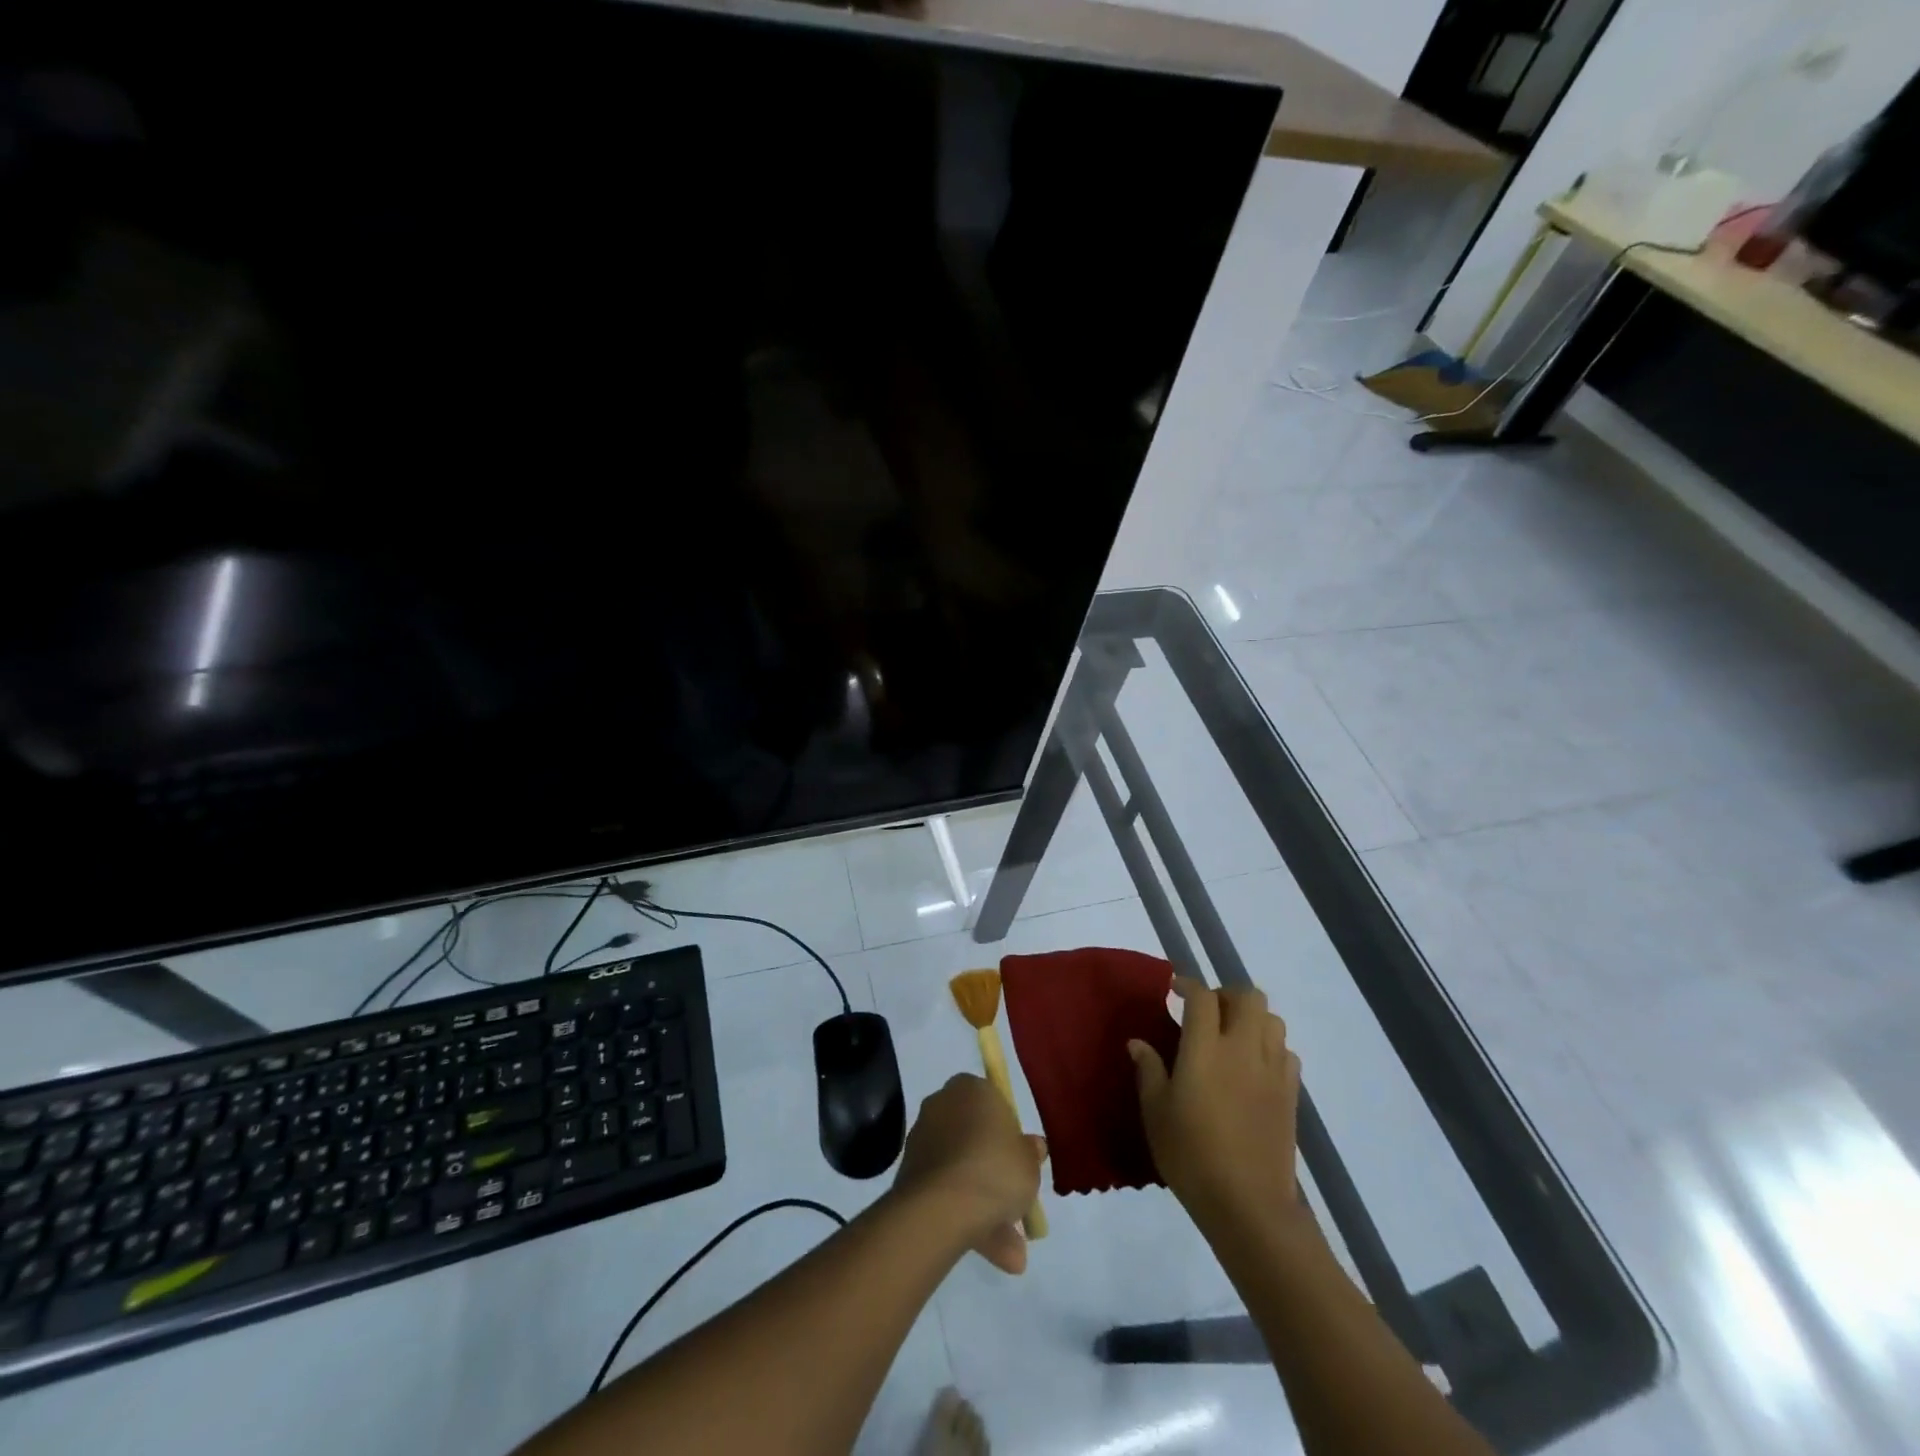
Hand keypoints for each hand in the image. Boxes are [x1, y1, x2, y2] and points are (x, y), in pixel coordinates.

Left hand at [892, 1073, 1045, 1273]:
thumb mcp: (1029, 1162)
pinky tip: (993, 1255)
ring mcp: (923, 1141)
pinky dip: (966, 1218)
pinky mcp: (910, 1174)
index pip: (992, 1101)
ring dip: (985, 1206)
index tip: (1020, 1159)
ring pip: (961, 1171)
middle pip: (974, 1138)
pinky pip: (946, 1192)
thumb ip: (1031, 1153)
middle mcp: (941, 1106)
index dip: (1008, 1131)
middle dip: (995, 1174)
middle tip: (1017, 1203)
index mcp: (969, 1088)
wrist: (941, 1207)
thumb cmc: (994, 1169)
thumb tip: (1033, 1146)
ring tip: (1013, 1254)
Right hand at [1129, 979, 1301, 1234]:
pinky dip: (1270, 1047)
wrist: (1248, 1204)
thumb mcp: (1156, 1113)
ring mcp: (1272, 1070)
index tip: (1174, 989)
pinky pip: (1286, 1052)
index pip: (1202, 997)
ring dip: (1252, 1017)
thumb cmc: (1192, 1155)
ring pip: (1272, 1019)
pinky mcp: (1291, 1094)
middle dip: (1226, 994)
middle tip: (1207, 1011)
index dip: (1188, 985)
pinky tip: (1253, 1066)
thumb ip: (1149, 1070)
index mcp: (1205, 1049)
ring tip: (1232, 1035)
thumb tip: (1138, 1042)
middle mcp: (1243, 1049)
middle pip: (1247, 996)